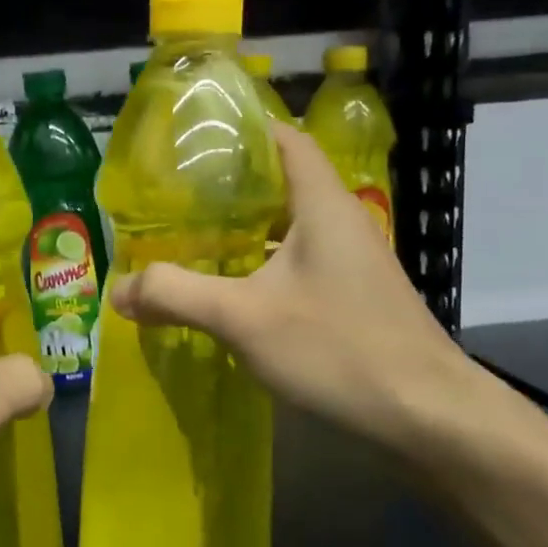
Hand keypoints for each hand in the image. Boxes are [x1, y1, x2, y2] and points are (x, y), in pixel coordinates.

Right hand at [108, 125, 471, 452]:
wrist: (429, 417)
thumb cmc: (339, 348)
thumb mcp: (244, 318)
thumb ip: (176, 295)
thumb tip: (118, 289)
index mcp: (322, 205)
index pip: (285, 140)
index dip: (244, 129)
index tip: (194, 138)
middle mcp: (341, 223)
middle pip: (282, 183)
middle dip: (229, 185)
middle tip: (174, 195)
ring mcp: (351, 264)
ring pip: (288, 228)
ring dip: (243, 231)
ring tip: (189, 238)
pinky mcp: (353, 299)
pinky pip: (298, 265)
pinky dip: (261, 267)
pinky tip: (229, 291)